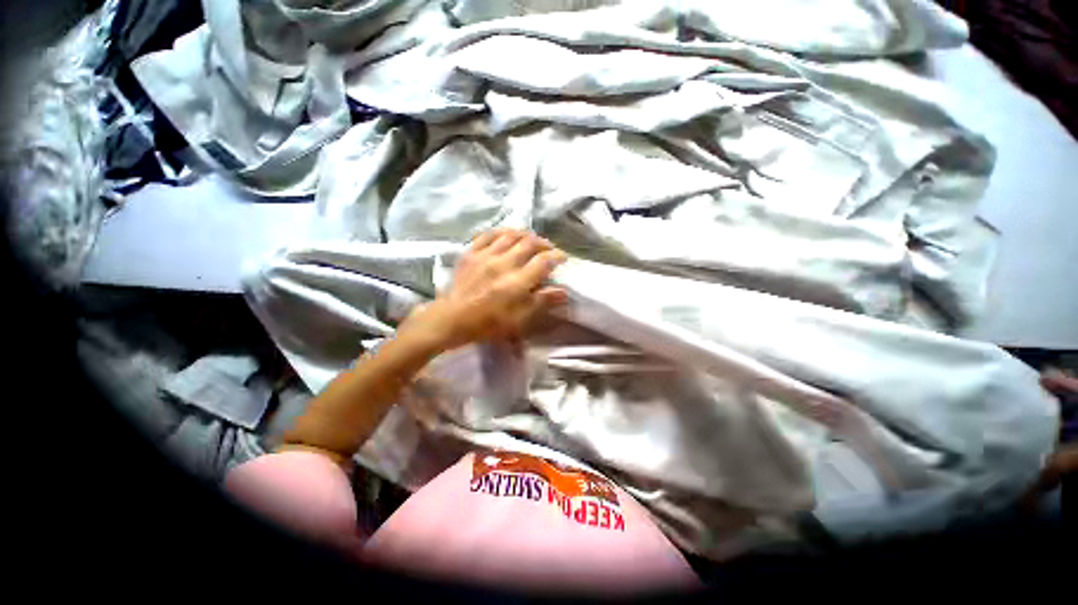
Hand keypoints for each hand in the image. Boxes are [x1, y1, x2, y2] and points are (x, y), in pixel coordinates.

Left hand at [400, 229, 569, 353]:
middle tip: (549, 248)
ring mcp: (485, 256)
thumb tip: (564, 292)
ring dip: (525, 235)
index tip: (562, 257)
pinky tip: (508, 234)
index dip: (557, 256)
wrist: (451, 319)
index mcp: (516, 282)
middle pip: (529, 243)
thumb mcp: (518, 319)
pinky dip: (502, 231)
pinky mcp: (471, 253)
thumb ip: (541, 302)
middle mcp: (503, 264)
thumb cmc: (488, 324)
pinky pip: (488, 234)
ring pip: (510, 235)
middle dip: (544, 243)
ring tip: (531, 239)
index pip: (543, 261)